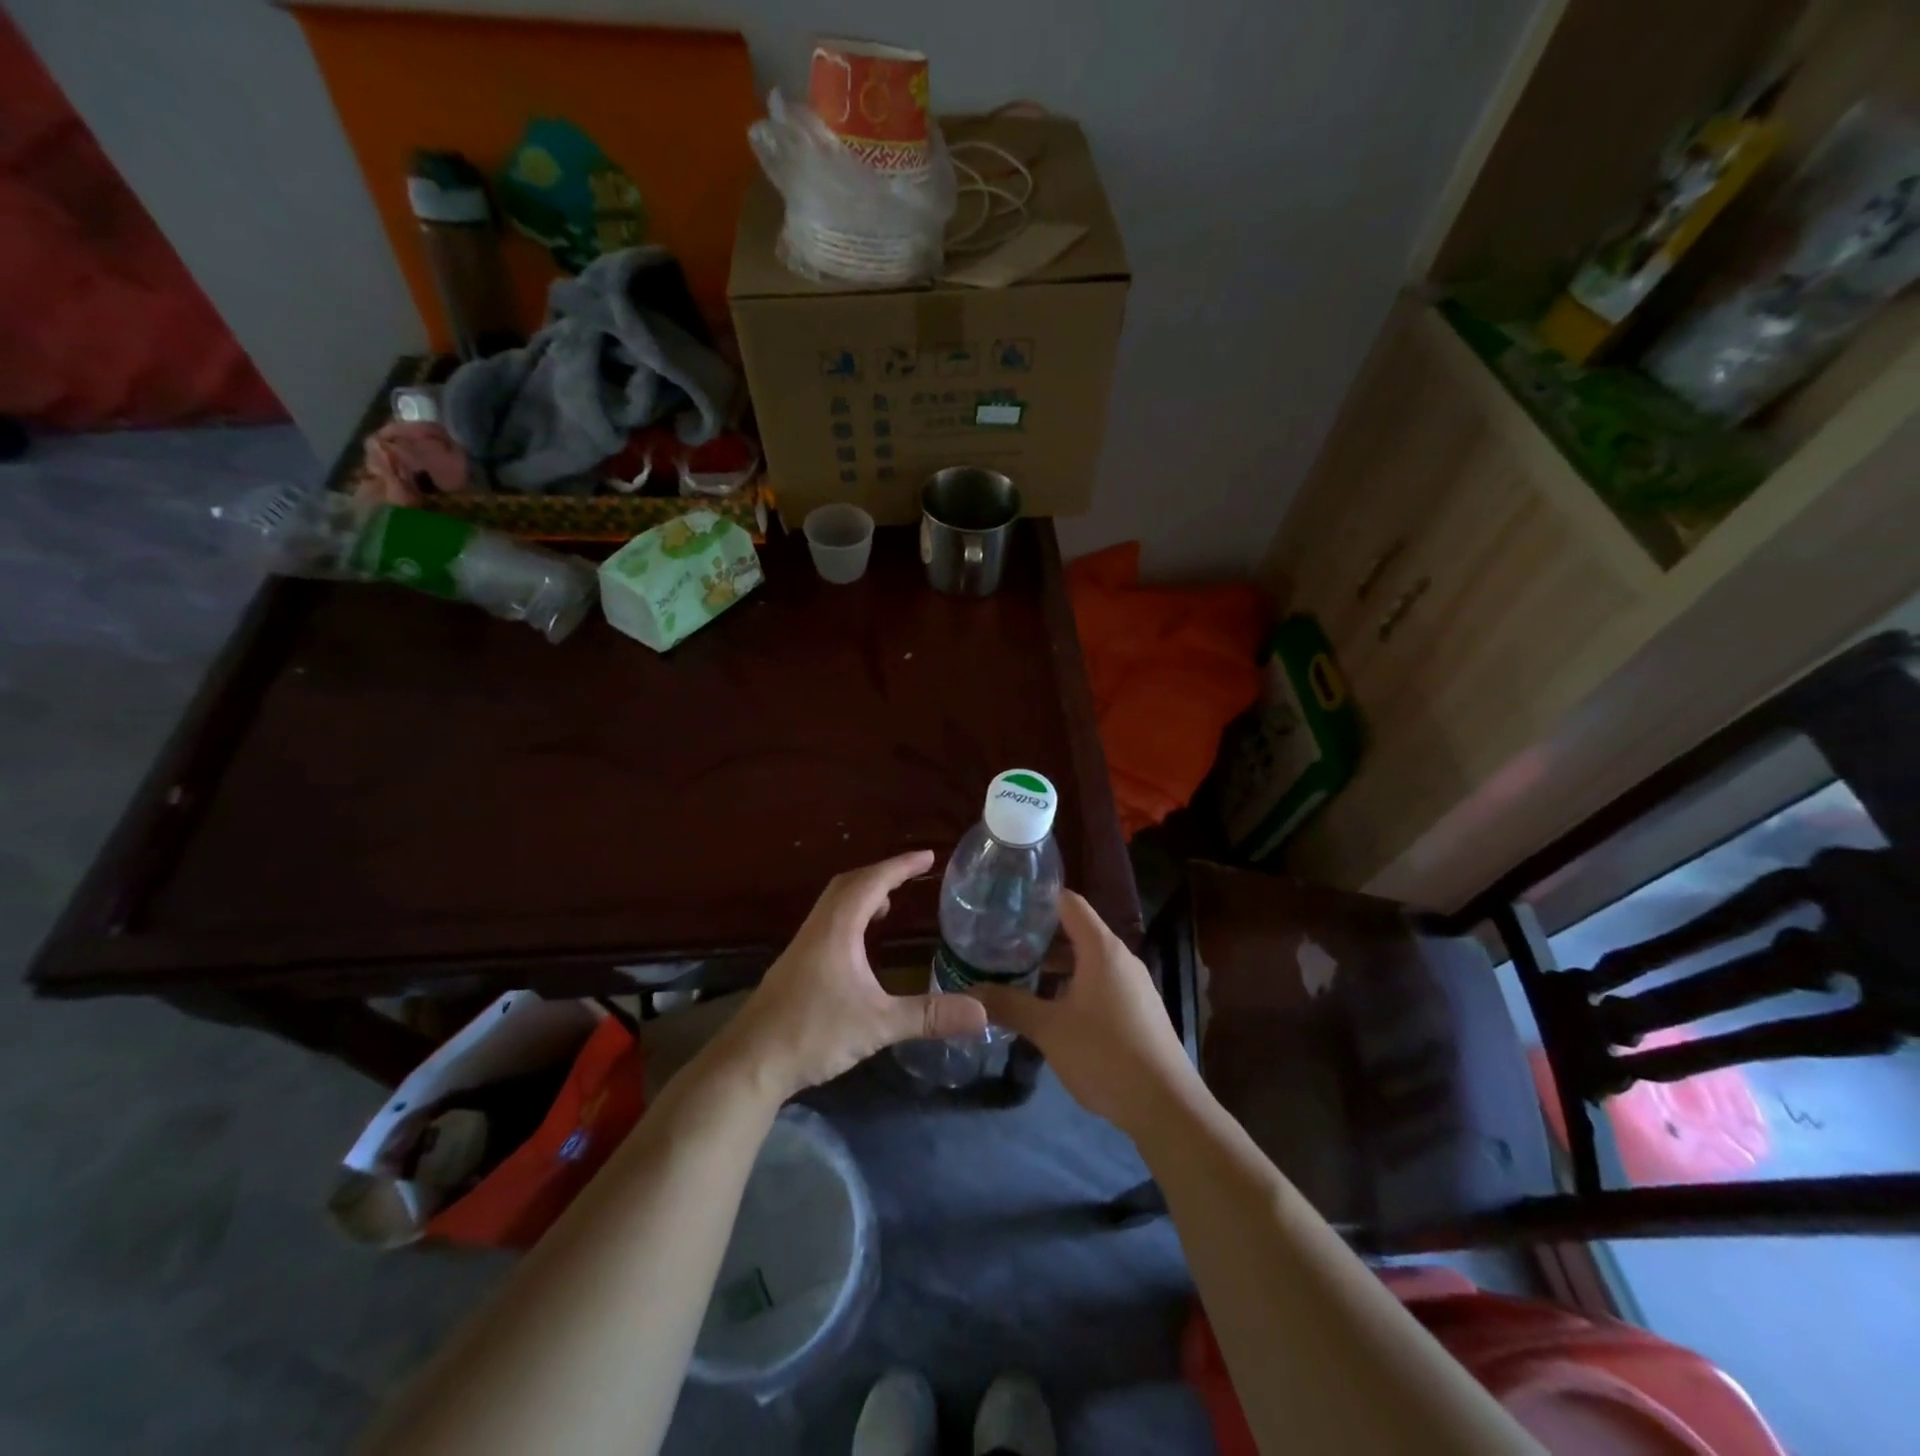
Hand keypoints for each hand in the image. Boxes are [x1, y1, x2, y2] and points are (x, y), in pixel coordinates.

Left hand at [712, 850, 987, 1103]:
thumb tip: (983, 1011)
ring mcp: (802, 947)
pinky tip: (860, 947)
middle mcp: (818, 928)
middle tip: (912, 875)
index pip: (873, 882)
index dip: (901, 866)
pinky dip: (850, 917)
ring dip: (863, 895)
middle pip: (850, 884)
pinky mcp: (795, 966)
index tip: (929, 856)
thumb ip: (930, 1016)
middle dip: (882, 874)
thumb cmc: (813, 1033)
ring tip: (890, 906)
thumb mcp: (879, 1025)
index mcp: (837, 929)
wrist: (749, 1063)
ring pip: (835, 904)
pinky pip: (828, 923)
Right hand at [968, 890, 1198, 1136]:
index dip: (1038, 899)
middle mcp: (1121, 958)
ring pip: (1089, 961)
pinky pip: (1101, 984)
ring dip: (1056, 967)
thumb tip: (969, 993)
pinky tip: (1052, 1009)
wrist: (1166, 1106)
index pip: (1069, 902)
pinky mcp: (1139, 1011)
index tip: (1006, 904)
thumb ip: (1009, 1005)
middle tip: (1002, 945)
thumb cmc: (1105, 1054)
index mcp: (1102, 949)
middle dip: (1040, 937)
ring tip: (1019, 977)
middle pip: (1077, 931)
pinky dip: (1075, 986)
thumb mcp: (1049, 1029)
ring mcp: (1134, 985)